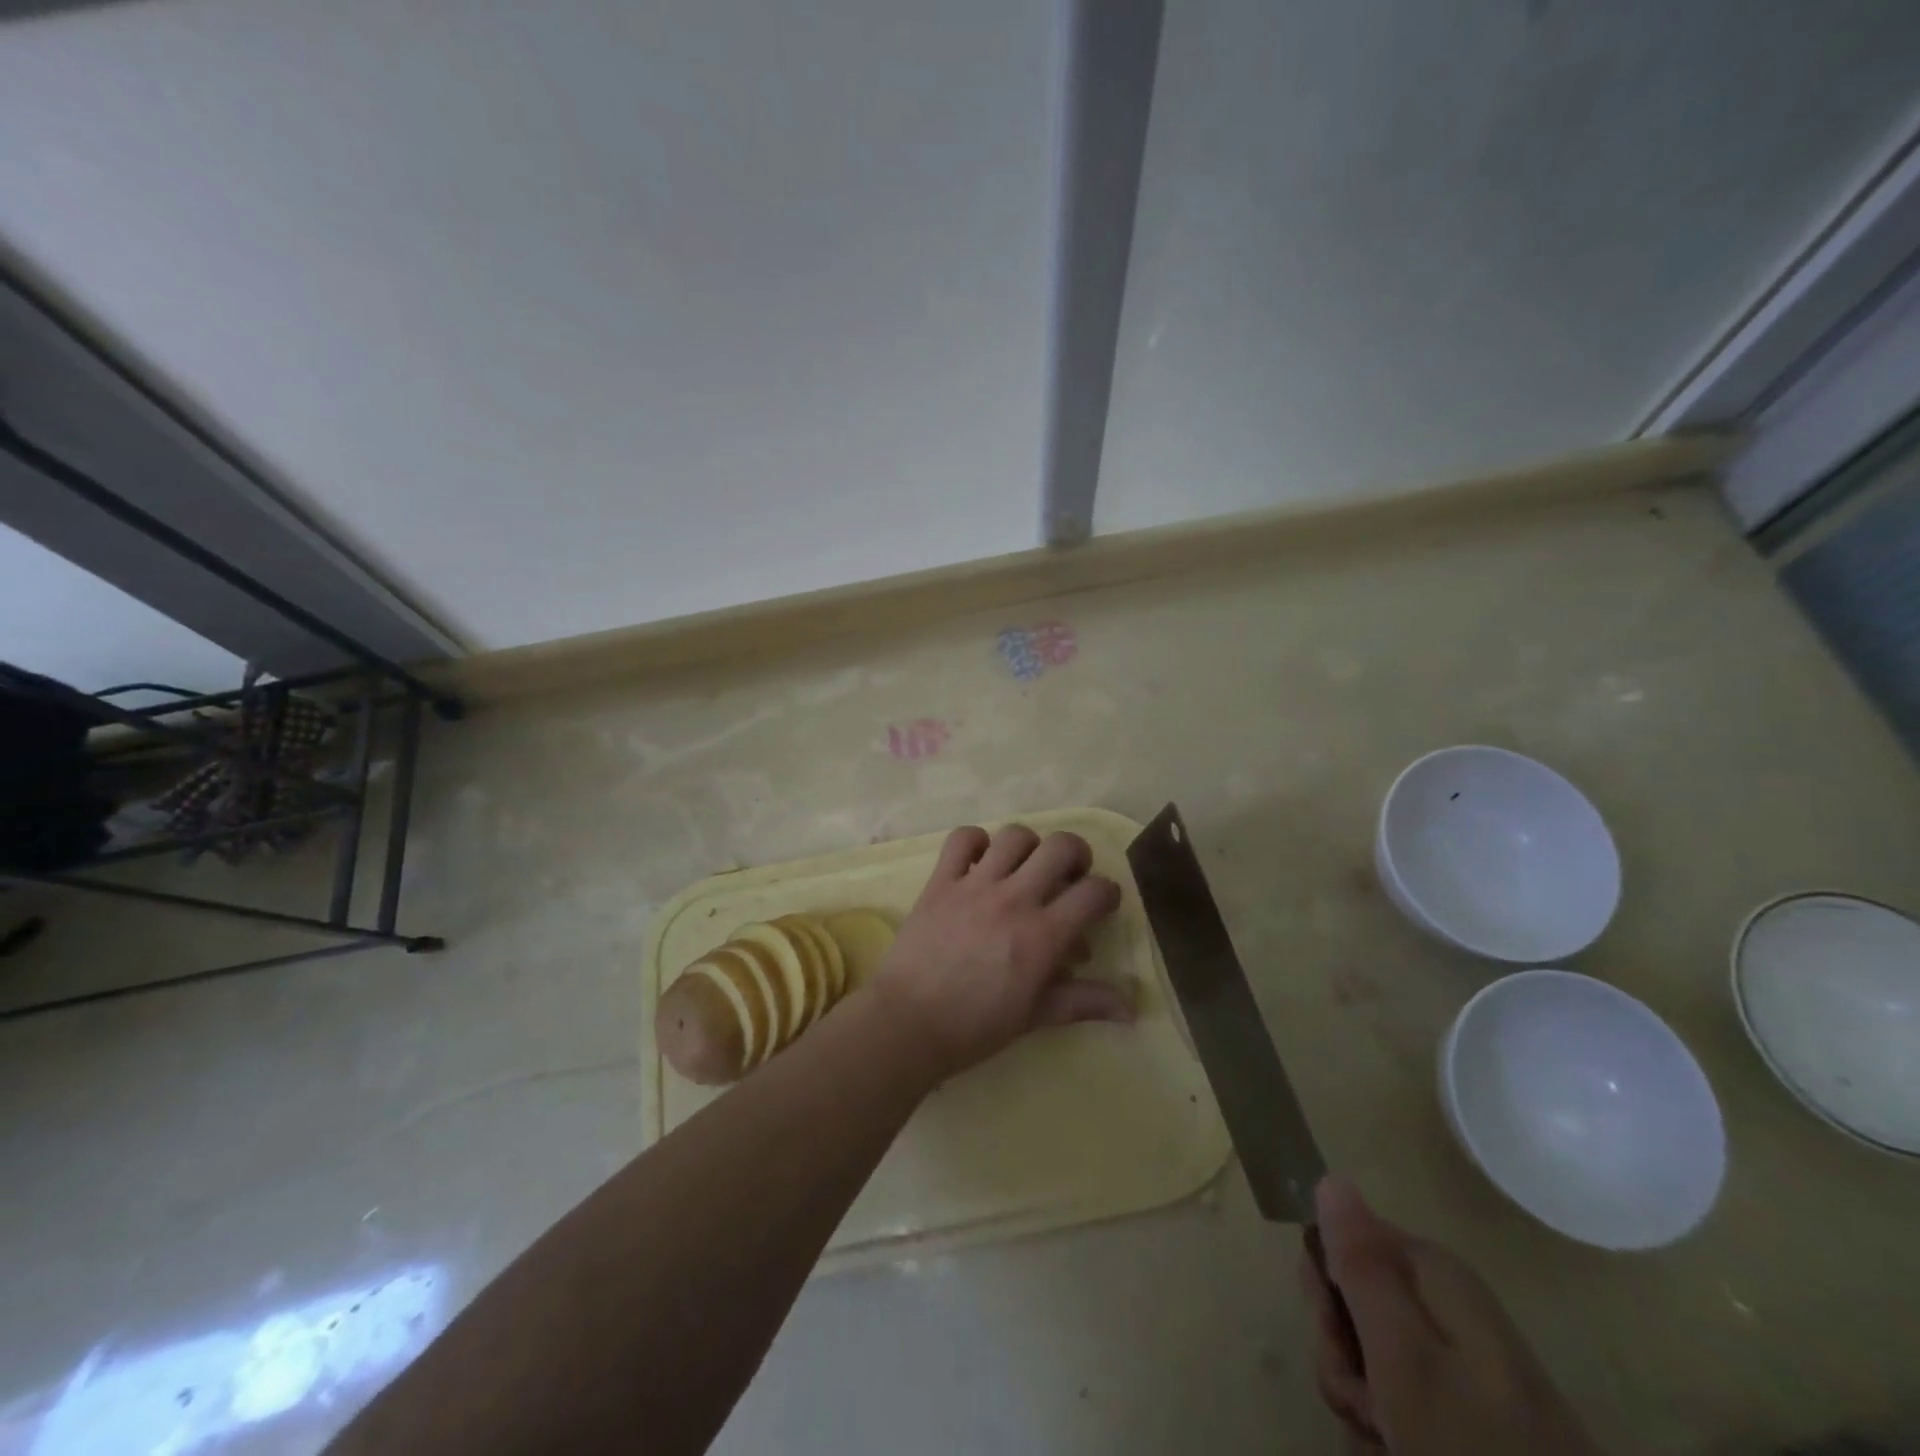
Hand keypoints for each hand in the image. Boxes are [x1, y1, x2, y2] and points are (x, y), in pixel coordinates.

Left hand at [868, 824, 1129, 1079]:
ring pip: (1015, 835)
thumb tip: (1131, 1008)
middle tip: (1069, 875)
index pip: (1094, 892)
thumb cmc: (975, 1027)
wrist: (908, 1024)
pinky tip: (980, 862)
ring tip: (1025, 867)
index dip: (1108, 893)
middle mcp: (1014, 899)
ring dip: (1029, 846)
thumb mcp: (1035, 1016)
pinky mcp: (941, 881)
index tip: (1102, 904)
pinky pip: (962, 839)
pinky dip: (976, 841)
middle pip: (1060, 846)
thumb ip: (1084, 1002)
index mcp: (1043, 935)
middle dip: (1076, 854)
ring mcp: (975, 885)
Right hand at [1300, 1177, 1597, 1455]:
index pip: (1343, 1243)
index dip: (1326, 1290)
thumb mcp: (1404, 1354)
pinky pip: (1401, 1398)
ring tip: (1389, 1439)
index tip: (1337, 1339)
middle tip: (1369, 1402)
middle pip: (1355, 1303)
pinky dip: (1391, 1428)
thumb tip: (1332, 1179)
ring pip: (1371, 1357)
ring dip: (1363, 1399)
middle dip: (1345, 1355)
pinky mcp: (1474, 1409)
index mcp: (1435, 1272)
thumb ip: (1362, 1264)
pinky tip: (1400, 1449)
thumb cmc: (1472, 1443)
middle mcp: (1447, 1302)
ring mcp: (1463, 1359)